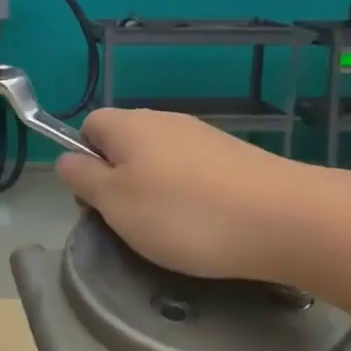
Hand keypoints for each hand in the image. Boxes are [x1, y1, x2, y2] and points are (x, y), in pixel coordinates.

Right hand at [57, 108, 308, 282]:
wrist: (283, 219)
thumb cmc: (184, 214)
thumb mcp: (115, 203)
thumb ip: (83, 179)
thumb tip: (66, 159)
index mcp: (129, 125)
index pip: (88, 126)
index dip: (84, 160)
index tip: (96, 200)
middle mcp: (164, 120)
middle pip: (124, 143)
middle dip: (119, 180)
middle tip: (129, 222)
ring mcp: (203, 136)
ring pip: (159, 159)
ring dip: (154, 190)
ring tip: (168, 230)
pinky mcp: (234, 157)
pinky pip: (193, 172)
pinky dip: (189, 195)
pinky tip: (204, 224)